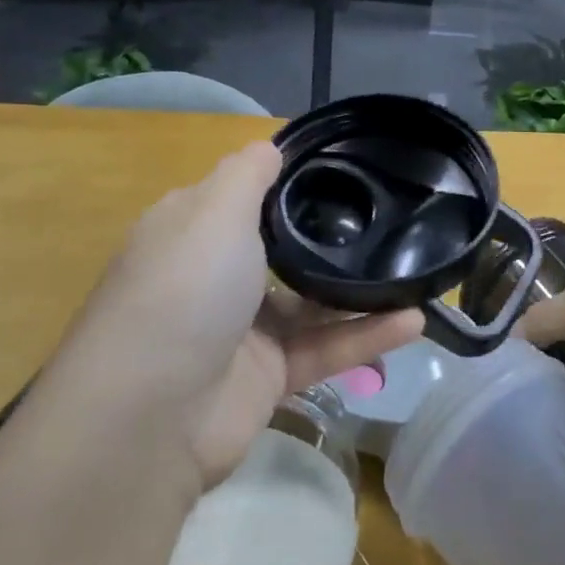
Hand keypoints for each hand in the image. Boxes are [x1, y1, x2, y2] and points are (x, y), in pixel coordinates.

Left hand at [48, 142, 422, 488]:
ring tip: (416, 274)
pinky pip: (324, 349)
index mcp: (194, 232)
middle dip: (332, 239)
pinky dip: (365, 336)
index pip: (244, 196)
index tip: (344, 170)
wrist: (147, 416)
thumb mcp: (213, 210)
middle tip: (391, 221)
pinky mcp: (267, 378)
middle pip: (282, 250)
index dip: (288, 182)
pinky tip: (414, 321)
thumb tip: (270, 147)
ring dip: (361, 292)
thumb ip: (247, 174)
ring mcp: (241, 330)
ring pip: (312, 303)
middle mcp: (215, 277)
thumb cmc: (184, 290)